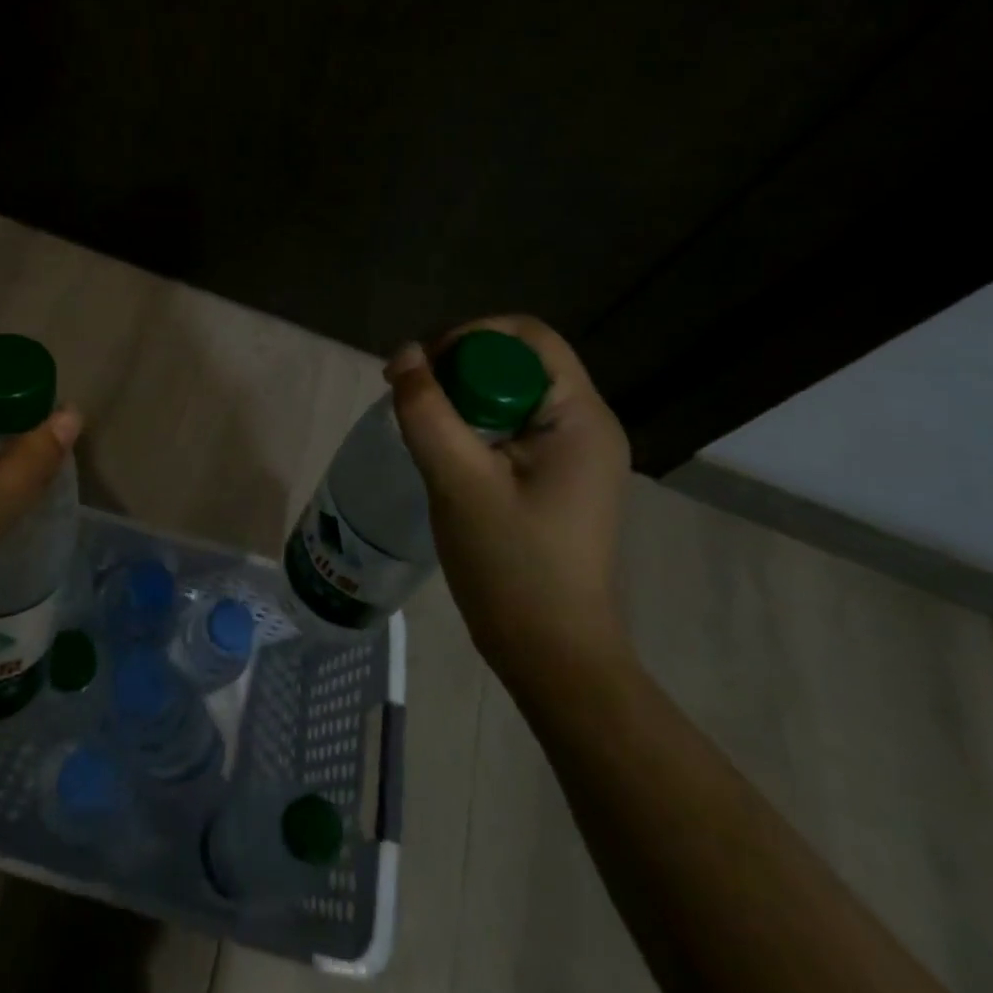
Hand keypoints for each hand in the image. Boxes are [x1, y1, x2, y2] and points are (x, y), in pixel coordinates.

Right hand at [386, 315, 629, 685]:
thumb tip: (404, 354)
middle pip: (518, 361)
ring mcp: (575, 454)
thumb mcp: (458, 481)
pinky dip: (474, 425)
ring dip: (462, 397)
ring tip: (421, 422)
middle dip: (459, 367)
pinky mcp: (558, 478)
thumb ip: (428, 411)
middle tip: (411, 395)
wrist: (553, 655)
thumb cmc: (511, 566)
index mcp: (580, 418)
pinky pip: (512, 426)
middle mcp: (587, 425)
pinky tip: (444, 451)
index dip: (468, 337)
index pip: (527, 337)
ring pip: (511, 394)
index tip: (420, 369)